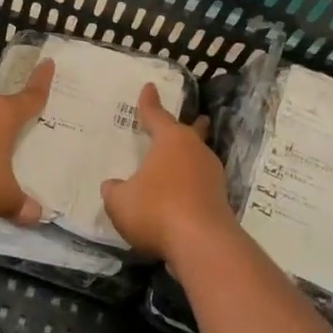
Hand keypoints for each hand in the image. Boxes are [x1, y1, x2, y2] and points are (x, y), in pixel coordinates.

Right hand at [100, 82, 238, 260]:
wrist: (202, 244)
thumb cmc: (156, 210)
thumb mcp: (120, 201)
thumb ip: (114, 190)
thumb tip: (113, 186)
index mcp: (171, 141)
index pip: (157, 115)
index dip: (149, 103)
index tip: (149, 87)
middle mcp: (195, 152)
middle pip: (192, 133)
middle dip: (192, 125)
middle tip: (197, 119)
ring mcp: (212, 176)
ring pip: (199, 159)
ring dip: (190, 159)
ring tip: (180, 163)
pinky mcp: (220, 201)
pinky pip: (201, 184)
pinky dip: (191, 185)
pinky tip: (182, 195)